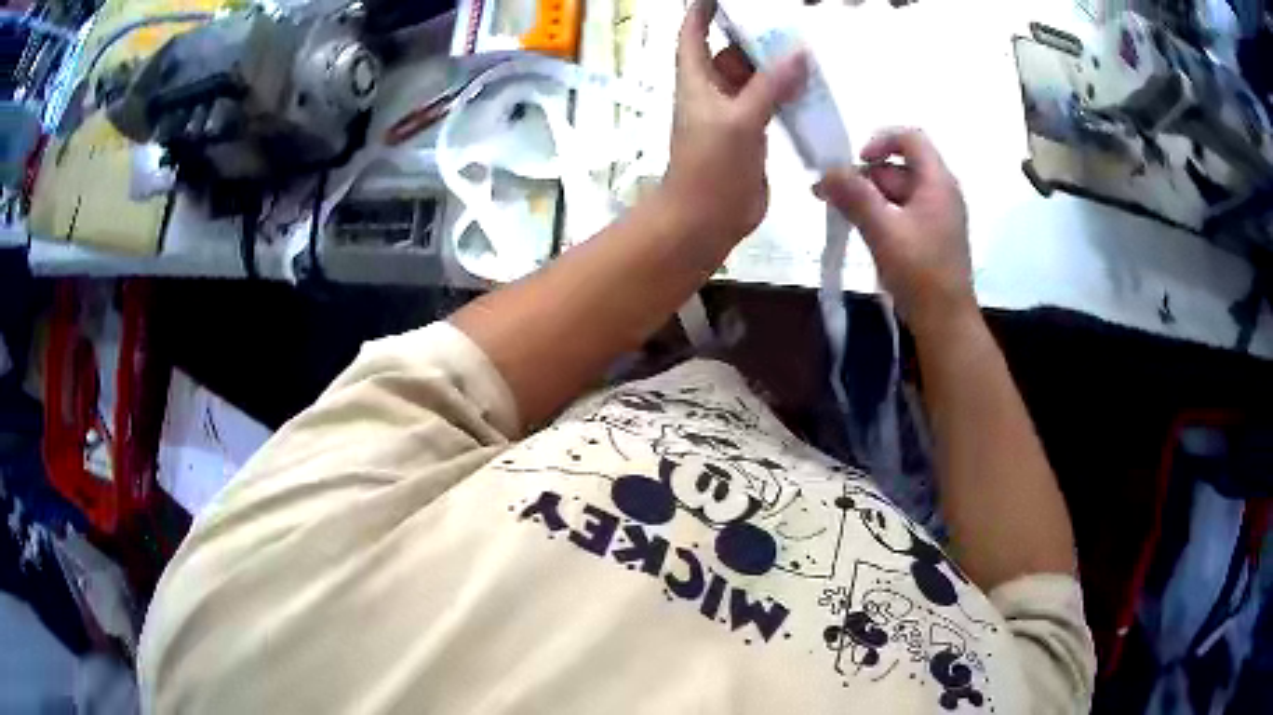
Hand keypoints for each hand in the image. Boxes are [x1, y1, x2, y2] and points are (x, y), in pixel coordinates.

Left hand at [659, 0, 807, 245]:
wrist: (706, 219)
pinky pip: (771, 101)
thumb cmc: (711, 167)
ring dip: (776, 65)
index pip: (693, 33)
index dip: (702, 11)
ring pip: (755, 76)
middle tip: (787, 22)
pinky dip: (787, 92)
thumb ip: (770, 86)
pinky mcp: (752, 132)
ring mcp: (734, 111)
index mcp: (696, 79)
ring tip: (806, 49)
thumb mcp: (740, 120)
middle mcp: (713, 89)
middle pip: (731, 50)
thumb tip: (799, 52)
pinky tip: (811, 85)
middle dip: (754, 36)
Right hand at [814, 128, 974, 331]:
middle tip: (829, 196)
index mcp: (937, 182)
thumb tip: (825, 172)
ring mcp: (936, 216)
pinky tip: (859, 230)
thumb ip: (854, 196)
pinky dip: (879, 215)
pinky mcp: (929, 236)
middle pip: (897, 167)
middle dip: (863, 177)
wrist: (945, 322)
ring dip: (866, 198)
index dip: (881, 140)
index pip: (910, 138)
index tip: (857, 162)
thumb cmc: (920, 272)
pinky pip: (900, 213)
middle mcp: (940, 192)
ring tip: (838, 215)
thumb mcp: (883, 230)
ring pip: (896, 192)